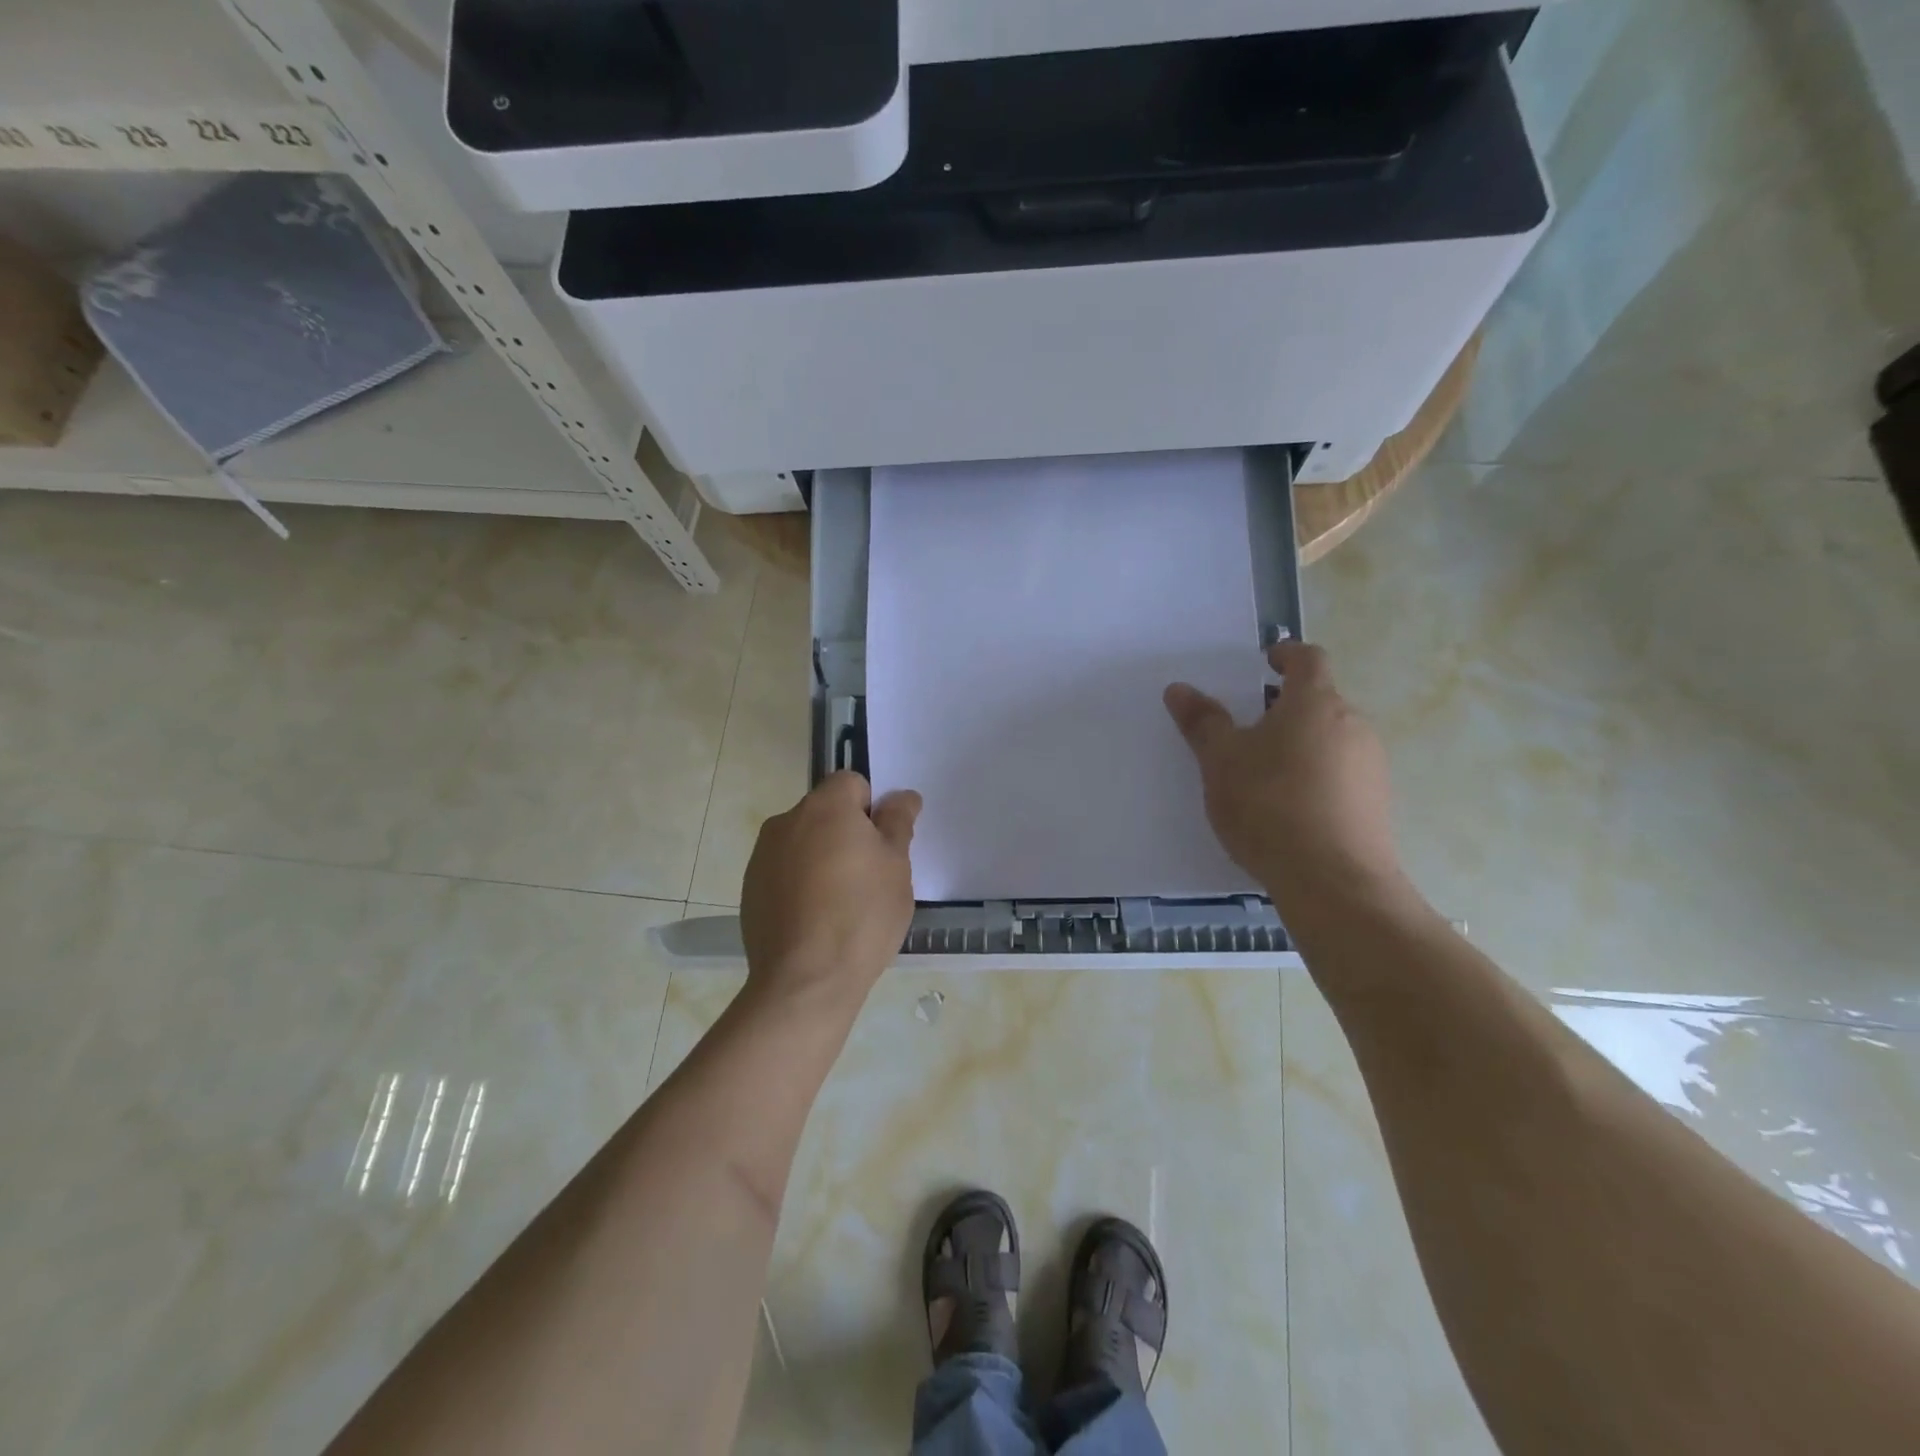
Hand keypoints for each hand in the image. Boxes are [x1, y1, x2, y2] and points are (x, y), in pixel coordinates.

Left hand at [740, 772, 921, 1011]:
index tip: (883, 844)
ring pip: (803, 842)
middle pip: (825, 812)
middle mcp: (786, 821)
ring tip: (841, 904)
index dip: (872, 808)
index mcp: (825, 807)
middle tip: (870, 876)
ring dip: (822, 858)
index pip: (851, 782)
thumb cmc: (862, 916)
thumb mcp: (897, 867)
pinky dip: (800, 884)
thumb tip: (902, 797)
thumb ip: (898, 823)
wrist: (805, 981)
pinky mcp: (750, 889)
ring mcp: (762, 856)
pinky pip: (784, 871)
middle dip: (847, 833)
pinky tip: (815, 920)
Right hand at [1165, 641, 1404, 911]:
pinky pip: (1341, 773)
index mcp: (1315, 703)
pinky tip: (1289, 809)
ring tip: (1263, 775)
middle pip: (1319, 701)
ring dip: (1300, 744)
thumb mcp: (1221, 762)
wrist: (1334, 882)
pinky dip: (1315, 776)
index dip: (1285, 654)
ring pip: (1331, 738)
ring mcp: (1371, 765)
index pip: (1308, 658)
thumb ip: (1202, 722)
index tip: (1264, 663)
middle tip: (1247, 730)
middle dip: (1284, 708)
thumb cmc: (1269, 805)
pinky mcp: (1377, 802)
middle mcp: (1353, 724)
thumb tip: (1179, 689)